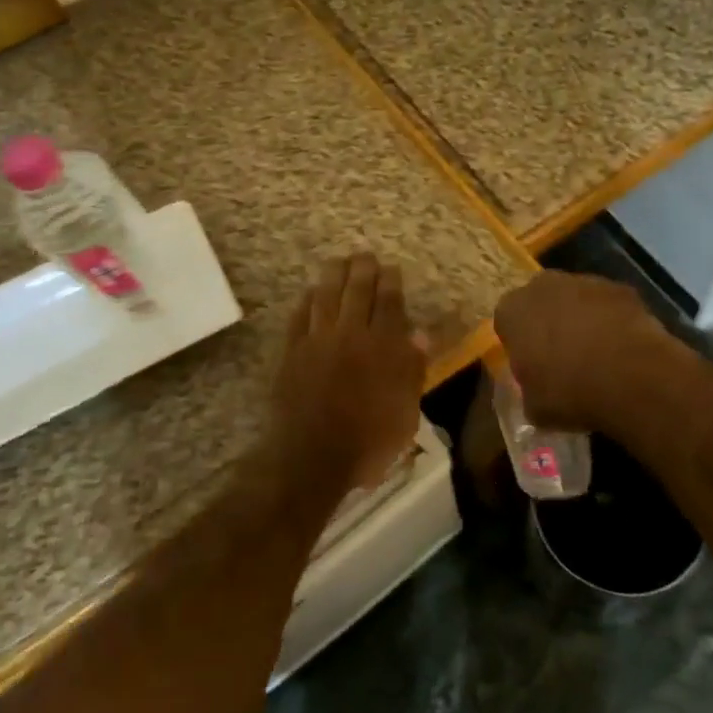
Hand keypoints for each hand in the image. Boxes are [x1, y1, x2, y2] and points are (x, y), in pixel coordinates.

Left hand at [269, 253, 424, 491]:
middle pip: (357, 291)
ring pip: (326, 295)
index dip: (390, 282)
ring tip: (338, 261)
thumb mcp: (405, 413)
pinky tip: (310, 292)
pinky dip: (307, 300)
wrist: (312, 457)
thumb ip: (412, 370)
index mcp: (383, 347)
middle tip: (365, 255)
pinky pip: (300, 316)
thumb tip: (419, 334)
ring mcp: (318, 340)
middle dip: (363, 269)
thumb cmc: (368, 442)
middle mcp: (351, 334)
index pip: (389, 303)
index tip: (391, 268)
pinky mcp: (292, 351)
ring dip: (333, 274)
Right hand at [493, 271, 681, 438]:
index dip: (519, 343)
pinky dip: (613, 321)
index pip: (507, 321)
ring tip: (598, 355)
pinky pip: (609, 305)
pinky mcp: (620, 288)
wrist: (630, 377)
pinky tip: (623, 349)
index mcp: (512, 310)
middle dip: (549, 322)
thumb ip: (529, 392)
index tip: (531, 365)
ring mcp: (584, 281)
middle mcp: (542, 286)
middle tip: (563, 356)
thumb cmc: (569, 391)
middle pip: (540, 302)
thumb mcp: (535, 407)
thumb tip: (536, 393)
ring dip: (582, 319)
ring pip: (576, 299)